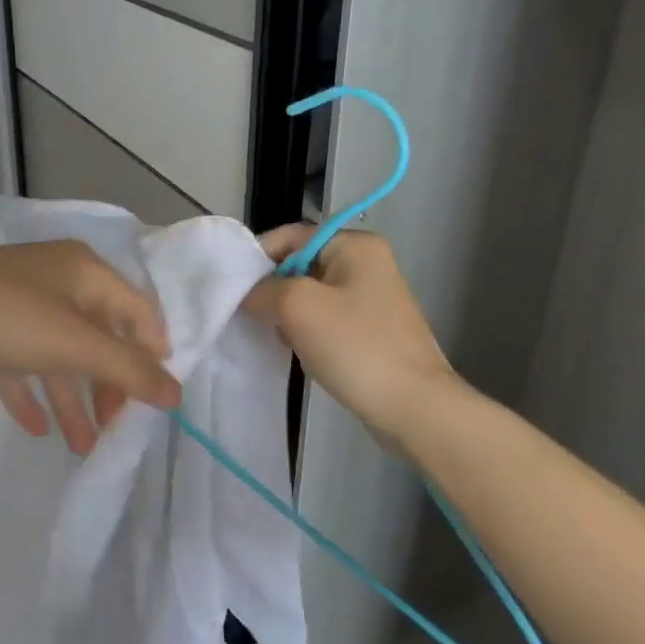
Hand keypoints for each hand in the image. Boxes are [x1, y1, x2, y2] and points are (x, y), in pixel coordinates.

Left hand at [0, 241, 178, 454]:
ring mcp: (19, 297)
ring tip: (80, 445)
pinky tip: (35, 426)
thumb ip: (129, 370)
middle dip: (108, 385)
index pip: (138, 311)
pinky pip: (20, 358)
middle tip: (113, 427)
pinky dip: (31, 389)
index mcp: (87, 272)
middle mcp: (58, 278)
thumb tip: (176, 393)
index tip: (156, 397)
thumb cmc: (10, 318)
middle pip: (99, 335)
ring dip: (71, 397)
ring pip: (58, 352)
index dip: (153, 352)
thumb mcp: (76, 345)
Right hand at [242, 225, 459, 442]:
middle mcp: (366, 263)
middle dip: (272, 289)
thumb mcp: (298, 306)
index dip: (256, 257)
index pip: (290, 236)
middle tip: (251, 315)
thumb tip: (245, 292)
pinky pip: (325, 319)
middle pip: (299, 265)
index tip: (231, 288)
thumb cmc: (355, 346)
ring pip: (309, 295)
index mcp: (355, 245)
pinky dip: (306, 331)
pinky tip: (299, 351)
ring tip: (277, 336)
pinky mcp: (371, 329)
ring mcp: (371, 298)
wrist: (413, 406)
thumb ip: (262, 289)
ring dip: (287, 314)